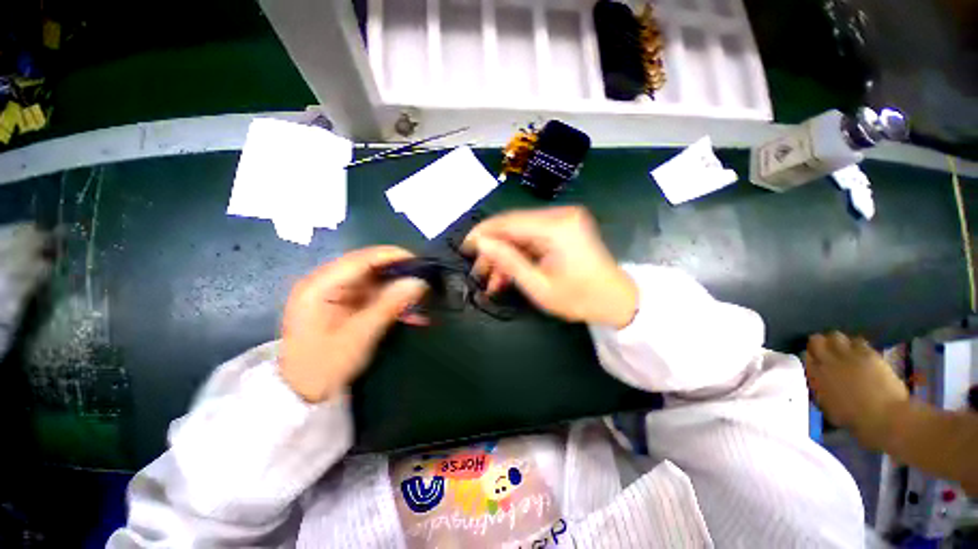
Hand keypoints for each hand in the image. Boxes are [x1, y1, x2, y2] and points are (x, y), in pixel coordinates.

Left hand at [279, 246, 427, 402]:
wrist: (302, 393)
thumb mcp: (360, 336)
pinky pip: (372, 296)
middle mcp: (324, 283)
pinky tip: (409, 314)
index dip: (392, 256)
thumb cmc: (325, 366)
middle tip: (424, 281)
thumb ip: (389, 305)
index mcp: (319, 286)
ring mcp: (333, 293)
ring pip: (373, 282)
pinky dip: (391, 302)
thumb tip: (419, 282)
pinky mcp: (342, 304)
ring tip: (421, 300)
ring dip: (397, 290)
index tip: (420, 262)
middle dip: (398, 274)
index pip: (360, 259)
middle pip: (368, 267)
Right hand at [462, 206, 636, 327]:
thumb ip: (508, 261)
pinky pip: (533, 237)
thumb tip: (481, 244)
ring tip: (492, 280)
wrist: (617, 300)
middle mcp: (561, 215)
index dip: (483, 234)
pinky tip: (508, 274)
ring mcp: (564, 219)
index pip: (509, 222)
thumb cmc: (580, 299)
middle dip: (493, 249)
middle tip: (479, 272)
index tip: (464, 248)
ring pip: (521, 233)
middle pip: (513, 226)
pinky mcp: (564, 227)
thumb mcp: (538, 286)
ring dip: (505, 255)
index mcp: (557, 227)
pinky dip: (519, 254)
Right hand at [805, 332, 909, 448]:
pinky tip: (860, 352)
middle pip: (816, 340)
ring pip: (835, 336)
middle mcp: (827, 362)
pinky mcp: (868, 353)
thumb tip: (818, 381)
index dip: (810, 357)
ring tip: (843, 350)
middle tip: (826, 351)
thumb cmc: (857, 420)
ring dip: (837, 341)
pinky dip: (856, 344)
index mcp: (816, 377)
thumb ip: (821, 389)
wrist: (887, 418)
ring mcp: (848, 356)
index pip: (805, 356)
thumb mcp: (830, 408)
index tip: (814, 360)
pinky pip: (857, 341)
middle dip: (820, 343)